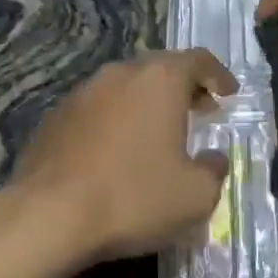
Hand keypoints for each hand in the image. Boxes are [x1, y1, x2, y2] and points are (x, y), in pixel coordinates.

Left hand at [10, 49, 238, 264]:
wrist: (48, 217)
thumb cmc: (133, 197)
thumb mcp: (195, 195)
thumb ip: (214, 170)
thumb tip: (213, 160)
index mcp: (160, 80)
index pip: (198, 60)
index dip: (218, 75)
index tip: (229, 93)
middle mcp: (120, 74)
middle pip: (160, 69)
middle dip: (184, 87)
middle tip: (200, 110)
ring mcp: (82, 93)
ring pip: (125, 87)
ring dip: (147, 104)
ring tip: (158, 133)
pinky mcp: (54, 118)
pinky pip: (97, 110)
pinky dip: (116, 121)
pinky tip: (117, 152)